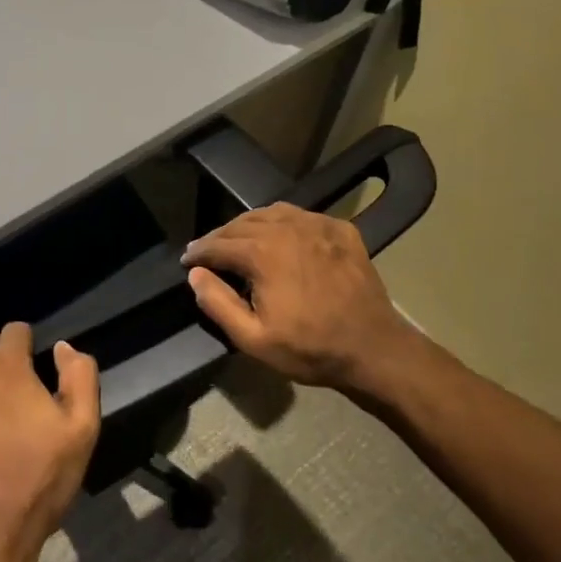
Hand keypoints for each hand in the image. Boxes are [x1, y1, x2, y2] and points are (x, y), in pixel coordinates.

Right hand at [182, 203, 411, 393]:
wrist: (373, 348)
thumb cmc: (309, 348)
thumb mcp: (253, 338)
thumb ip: (218, 303)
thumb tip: (196, 274)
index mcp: (262, 253)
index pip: (218, 244)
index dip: (198, 252)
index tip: (187, 260)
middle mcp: (287, 228)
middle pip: (241, 223)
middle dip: (220, 237)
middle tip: (208, 251)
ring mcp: (317, 225)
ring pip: (271, 213)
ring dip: (248, 225)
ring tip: (238, 240)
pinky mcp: (341, 230)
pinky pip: (301, 216)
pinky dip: (282, 222)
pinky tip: (280, 237)